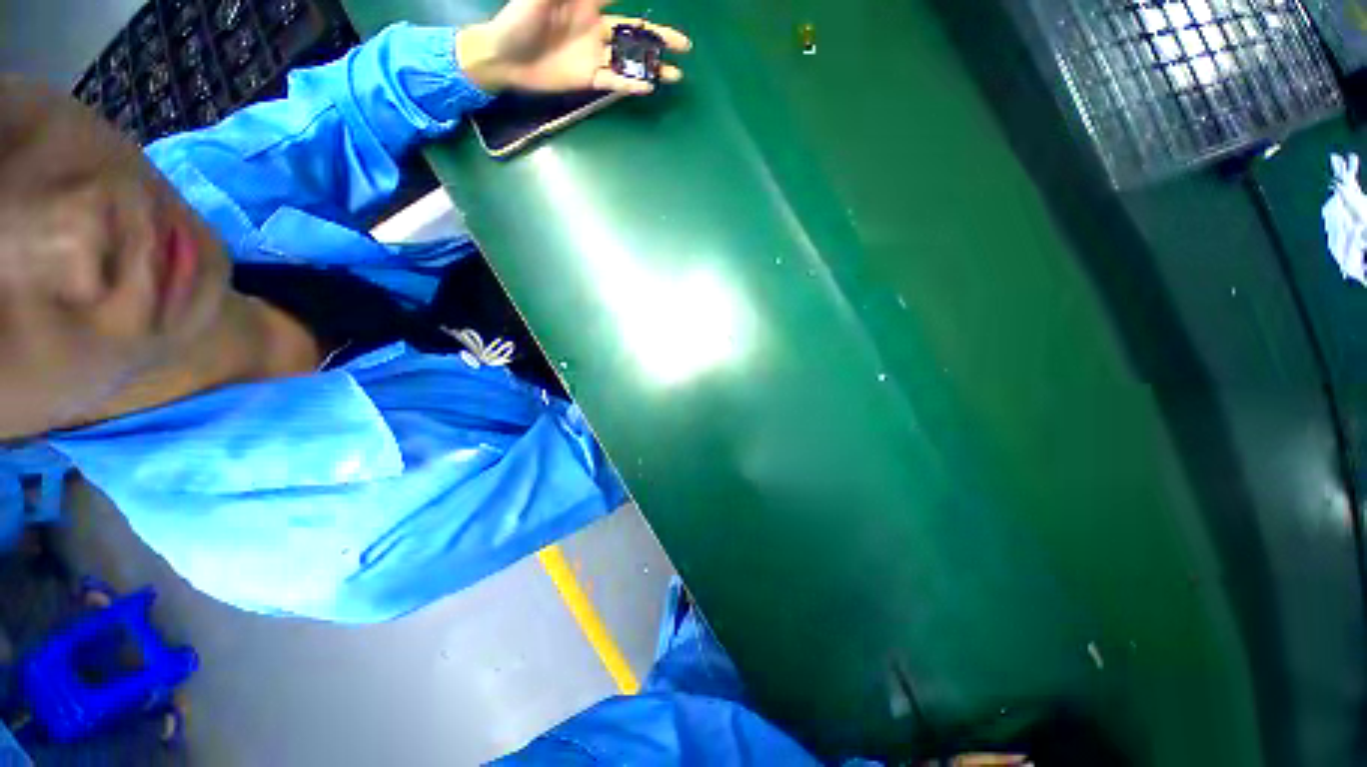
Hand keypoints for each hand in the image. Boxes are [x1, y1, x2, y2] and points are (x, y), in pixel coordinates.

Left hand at [456, 0, 690, 94]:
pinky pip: (615, 82)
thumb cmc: (517, 22)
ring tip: (676, 74)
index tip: (661, 1)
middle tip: (684, 46)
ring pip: (631, 61)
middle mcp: (596, 29)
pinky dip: (631, 85)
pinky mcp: (590, 79)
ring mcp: (595, 56)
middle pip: (635, 33)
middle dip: (660, 38)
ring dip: (653, 66)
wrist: (505, 61)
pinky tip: (648, 86)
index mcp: (586, 3)